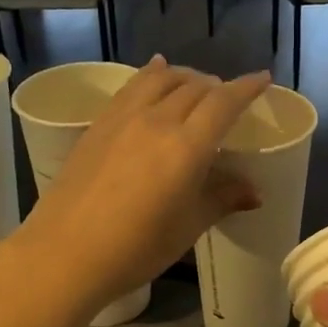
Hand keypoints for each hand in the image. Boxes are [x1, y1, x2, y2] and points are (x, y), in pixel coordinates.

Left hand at [3, 58, 270, 318]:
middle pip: (195, 87)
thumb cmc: (136, 248)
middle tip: (228, 97)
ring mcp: (123, 119)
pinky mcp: (98, 124)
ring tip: (195, 83)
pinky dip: (151, 74)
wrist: (64, 255)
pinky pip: (132, 87)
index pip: (224, 102)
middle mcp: (157, 121)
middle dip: (218, 85)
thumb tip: (255, 192)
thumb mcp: (188, 226)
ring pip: (162, 79)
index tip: (263, 79)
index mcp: (187, 146)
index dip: (247, 87)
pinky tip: (155, 72)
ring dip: (185, 75)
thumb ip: (223, 199)